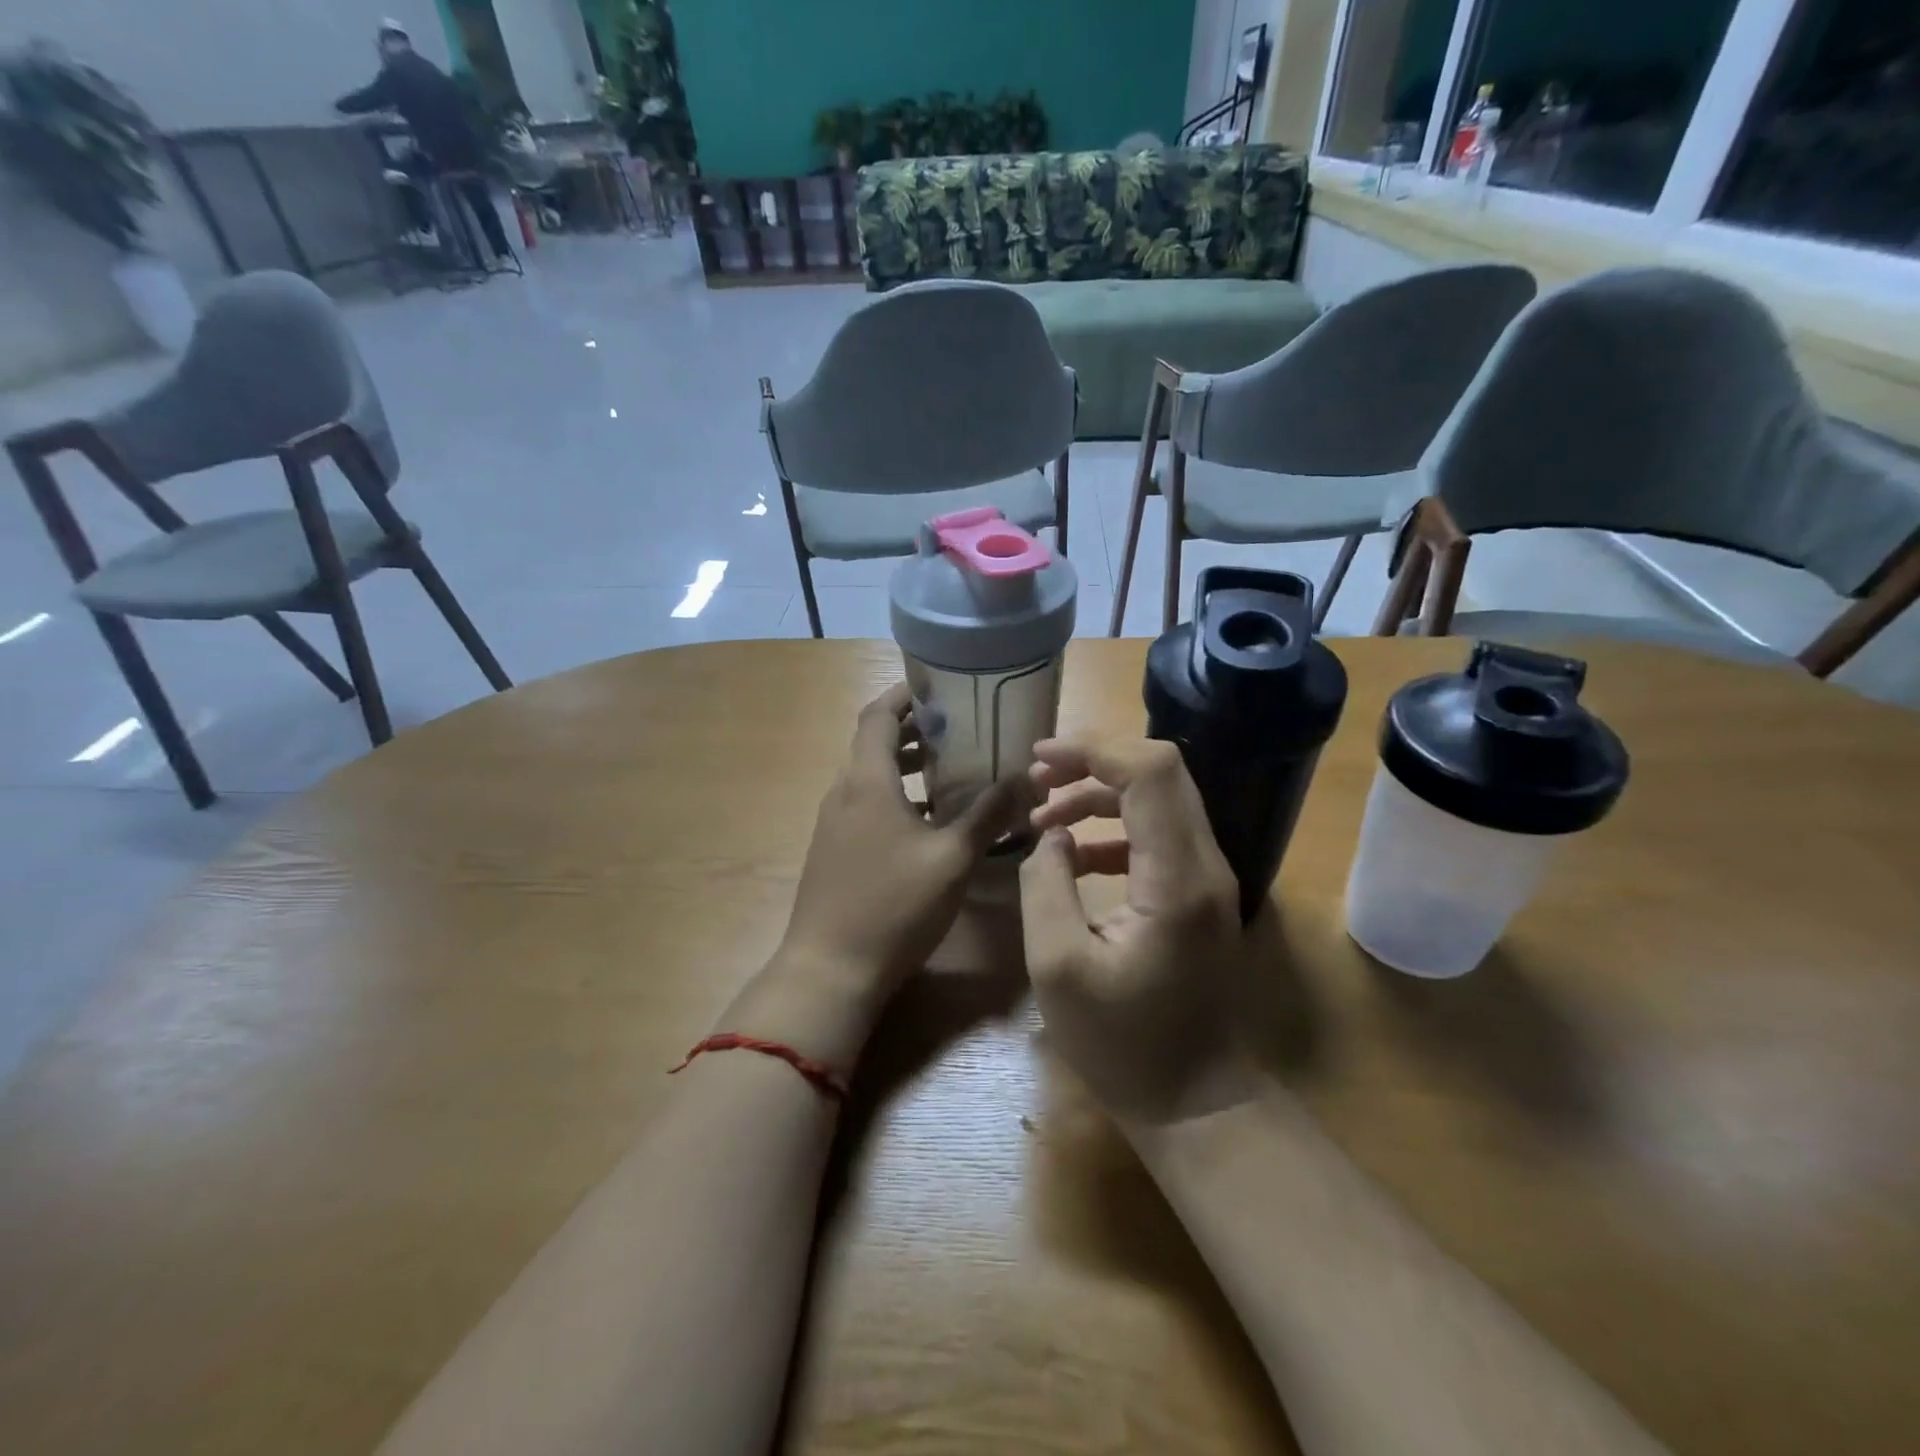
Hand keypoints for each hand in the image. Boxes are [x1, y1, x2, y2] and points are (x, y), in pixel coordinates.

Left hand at [757, 684, 1019, 1059]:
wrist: (830, 970)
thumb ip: (988, 815)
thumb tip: (1026, 778)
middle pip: (873, 743)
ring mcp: (834, 824)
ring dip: (905, 766)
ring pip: (870, 777)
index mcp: (866, 781)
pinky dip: (896, 797)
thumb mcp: (952, 859)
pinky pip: (866, 806)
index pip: (877, 715)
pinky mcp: (834, 851)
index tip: (940, 686)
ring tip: (950, 768)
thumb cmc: (894, 906)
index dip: (905, 695)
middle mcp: (843, 793)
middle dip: (913, 730)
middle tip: (959, 727)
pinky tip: (929, 821)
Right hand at [1019, 736, 1256, 1122]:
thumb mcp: (1058, 968)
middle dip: (1095, 760)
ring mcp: (1208, 877)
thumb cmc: (1122, 1044)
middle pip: (1161, 771)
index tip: (1040, 758)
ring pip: (1160, 798)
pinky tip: (1073, 852)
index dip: (1094, 749)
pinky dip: (1114, 826)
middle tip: (1038, 776)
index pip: (1150, 772)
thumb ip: (1045, 886)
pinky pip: (1158, 833)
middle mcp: (1205, 864)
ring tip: (1044, 814)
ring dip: (1101, 792)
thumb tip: (1051, 836)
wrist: (1195, 1101)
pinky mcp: (1199, 892)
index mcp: (1176, 878)